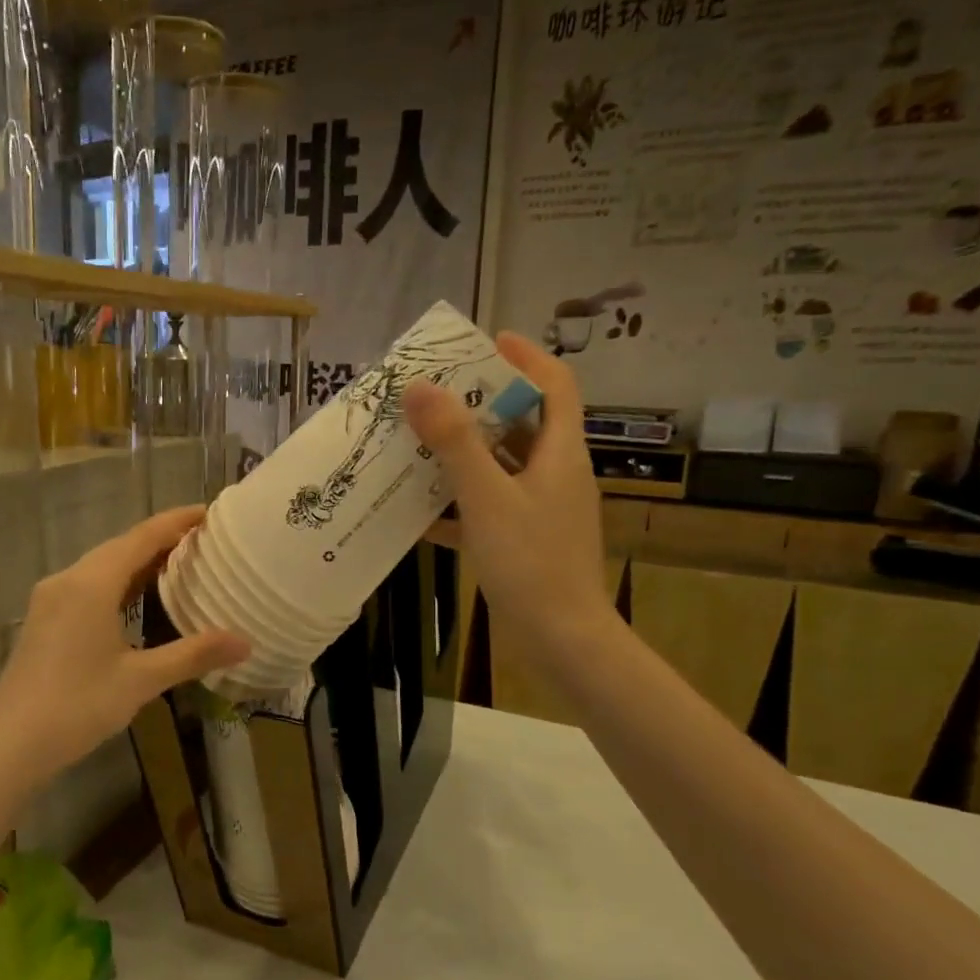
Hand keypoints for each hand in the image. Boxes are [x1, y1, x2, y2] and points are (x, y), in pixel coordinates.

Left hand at [0, 507, 249, 786]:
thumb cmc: (76, 707)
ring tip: (179, 565)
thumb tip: (246, 642)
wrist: (7, 747)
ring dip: (139, 562)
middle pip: (120, 547)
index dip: (177, 521)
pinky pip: (88, 586)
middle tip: (204, 541)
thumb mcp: (140, 680)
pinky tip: (137, 600)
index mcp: (91, 584)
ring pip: (102, 567)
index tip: (210, 511)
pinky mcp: (44, 620)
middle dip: (161, 540)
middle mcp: (68, 580)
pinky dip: (118, 583)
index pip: (142, 537)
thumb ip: (193, 655)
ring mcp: (50, 600)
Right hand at [405, 333, 615, 656]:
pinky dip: (459, 503)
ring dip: (464, 453)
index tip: (488, 340)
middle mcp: (555, 474)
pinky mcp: (525, 541)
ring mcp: (541, 510)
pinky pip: (489, 507)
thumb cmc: (531, 561)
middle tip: (435, 392)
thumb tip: (420, 387)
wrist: (561, 639)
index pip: (555, 385)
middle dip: (481, 404)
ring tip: (418, 442)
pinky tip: (420, 511)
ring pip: (502, 467)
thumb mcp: (487, 496)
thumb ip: (454, 442)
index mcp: (560, 453)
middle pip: (523, 423)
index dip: (527, 357)